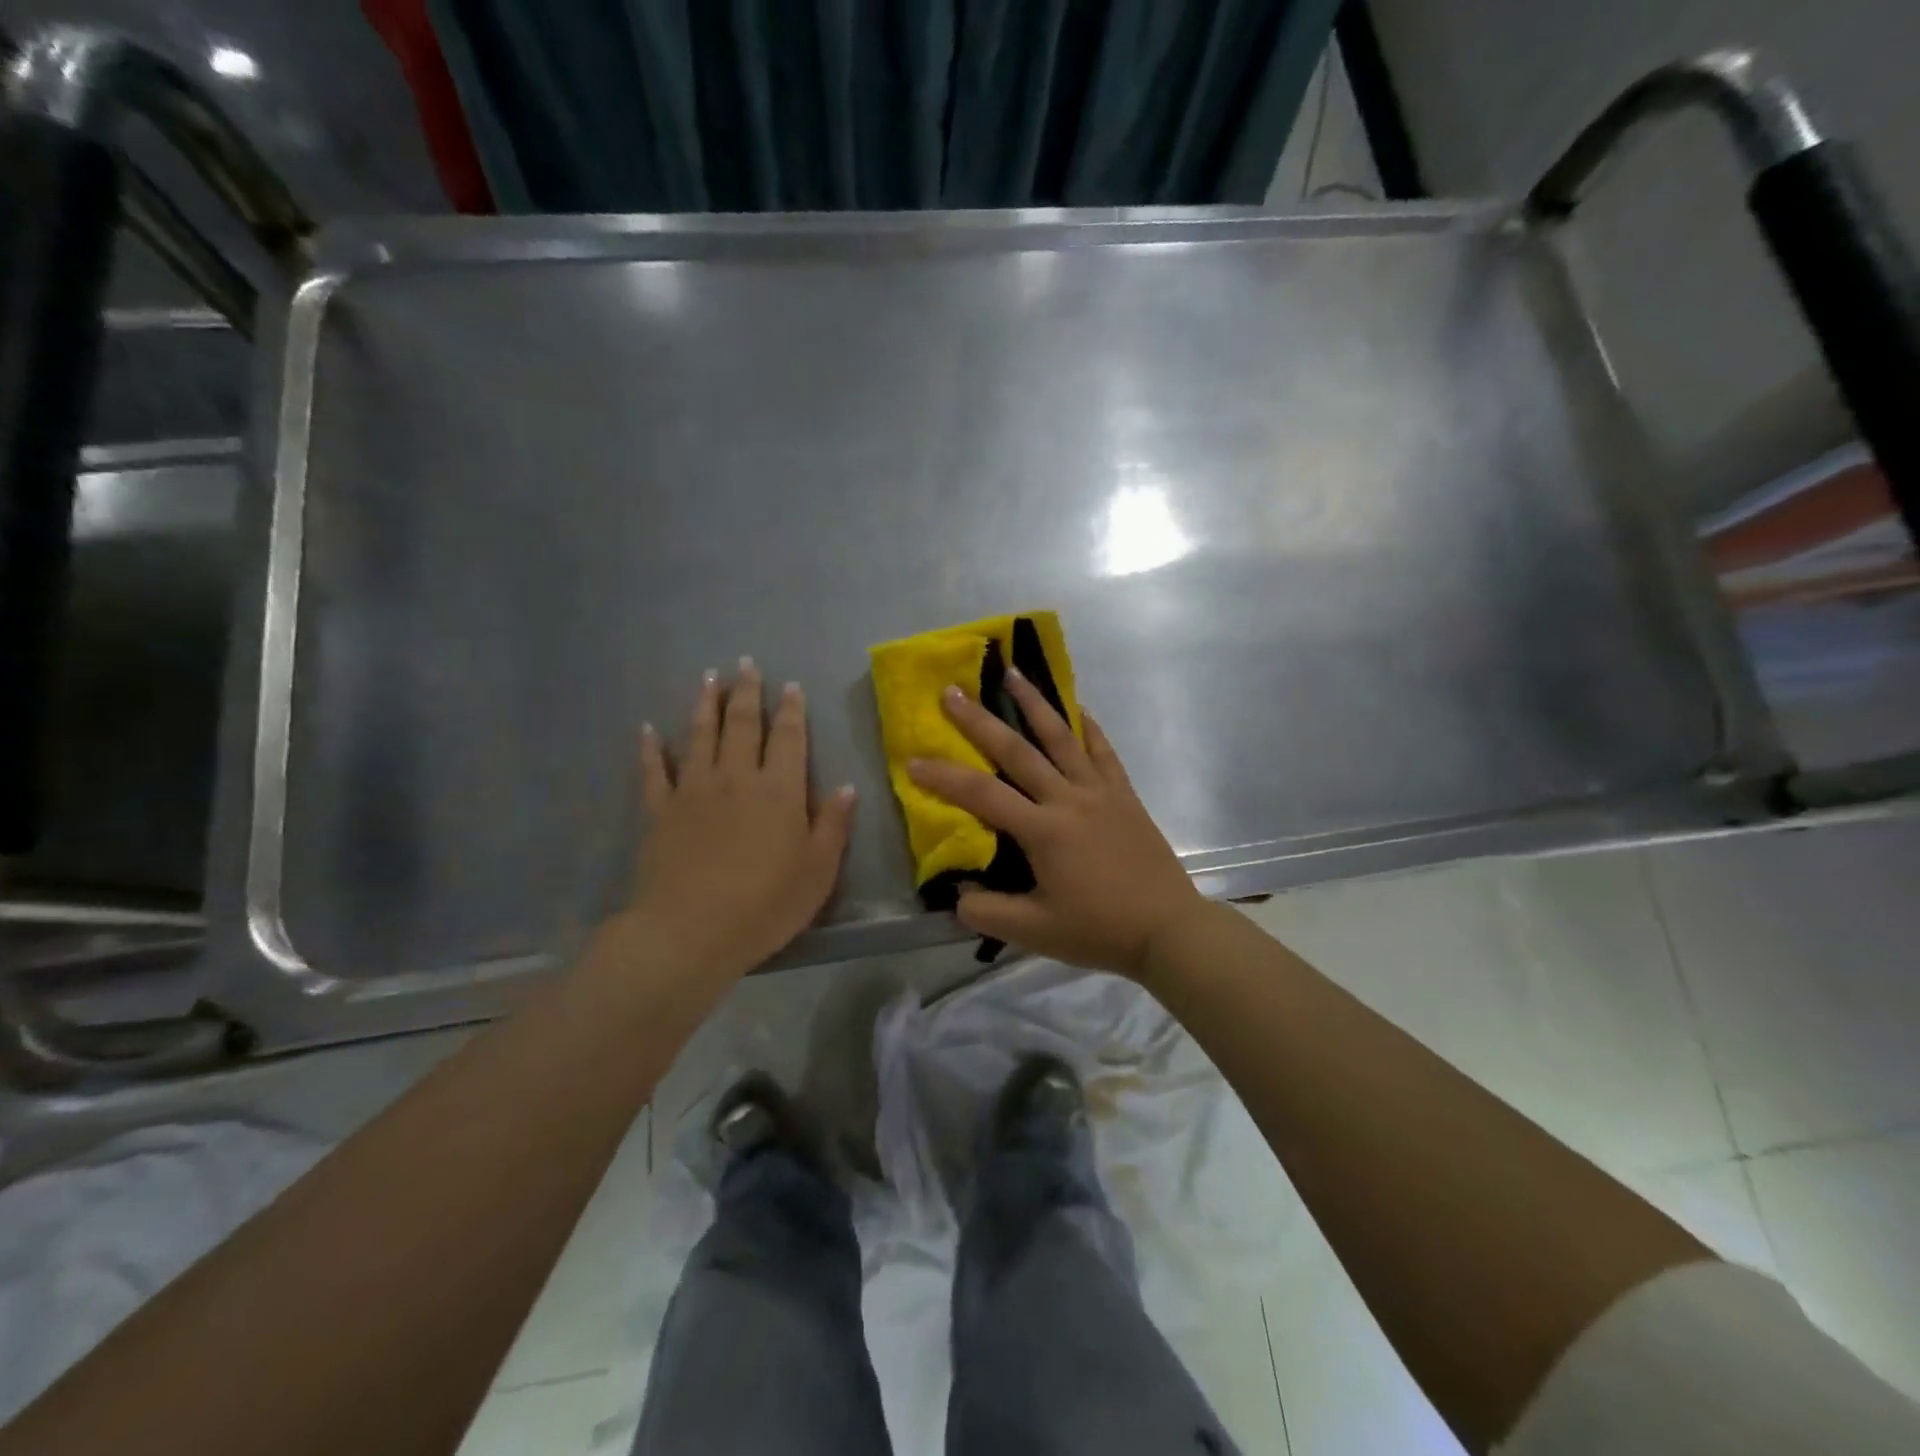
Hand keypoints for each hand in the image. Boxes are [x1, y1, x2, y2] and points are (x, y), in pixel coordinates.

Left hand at [624, 660, 855, 984]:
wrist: (690, 931)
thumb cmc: (766, 904)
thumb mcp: (818, 870)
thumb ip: (832, 825)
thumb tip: (844, 787)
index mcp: (779, 790)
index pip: (788, 738)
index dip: (791, 709)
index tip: (790, 685)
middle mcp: (736, 778)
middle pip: (742, 724)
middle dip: (747, 692)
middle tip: (746, 664)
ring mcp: (693, 791)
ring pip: (700, 735)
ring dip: (705, 704)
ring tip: (709, 677)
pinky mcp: (660, 811)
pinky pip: (653, 771)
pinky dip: (650, 748)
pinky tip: (647, 729)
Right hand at [907, 674, 1205, 978]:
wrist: (1168, 928)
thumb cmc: (1099, 930)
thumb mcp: (1034, 933)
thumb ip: (988, 912)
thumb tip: (957, 894)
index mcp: (1043, 830)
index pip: (982, 794)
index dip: (944, 777)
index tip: (913, 761)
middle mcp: (1068, 799)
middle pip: (1017, 750)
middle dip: (979, 720)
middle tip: (952, 692)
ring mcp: (1100, 791)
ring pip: (1061, 737)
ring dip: (1034, 703)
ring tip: (1012, 673)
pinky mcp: (1124, 794)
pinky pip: (1103, 750)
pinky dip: (1088, 726)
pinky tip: (1077, 708)